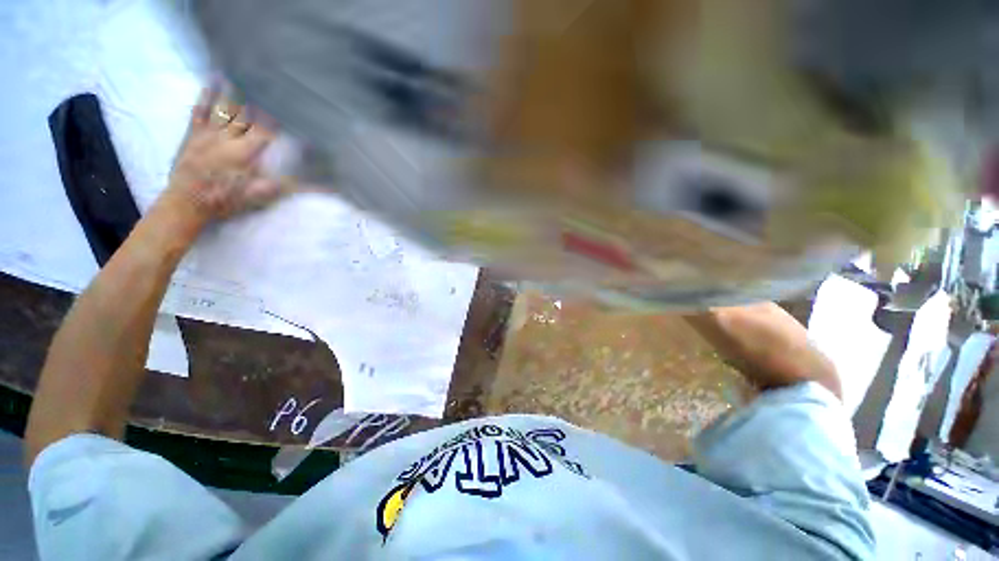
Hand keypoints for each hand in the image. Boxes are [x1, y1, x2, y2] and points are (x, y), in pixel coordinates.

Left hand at [166, 85, 283, 224]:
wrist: (186, 204)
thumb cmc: (226, 201)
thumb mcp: (261, 197)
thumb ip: (289, 187)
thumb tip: (322, 188)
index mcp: (246, 153)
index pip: (267, 130)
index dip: (278, 117)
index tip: (290, 104)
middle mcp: (228, 138)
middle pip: (248, 115)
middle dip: (261, 98)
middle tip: (272, 82)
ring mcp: (209, 134)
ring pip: (226, 108)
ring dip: (237, 90)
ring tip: (247, 71)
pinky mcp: (193, 134)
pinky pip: (200, 110)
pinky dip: (206, 94)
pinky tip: (212, 80)